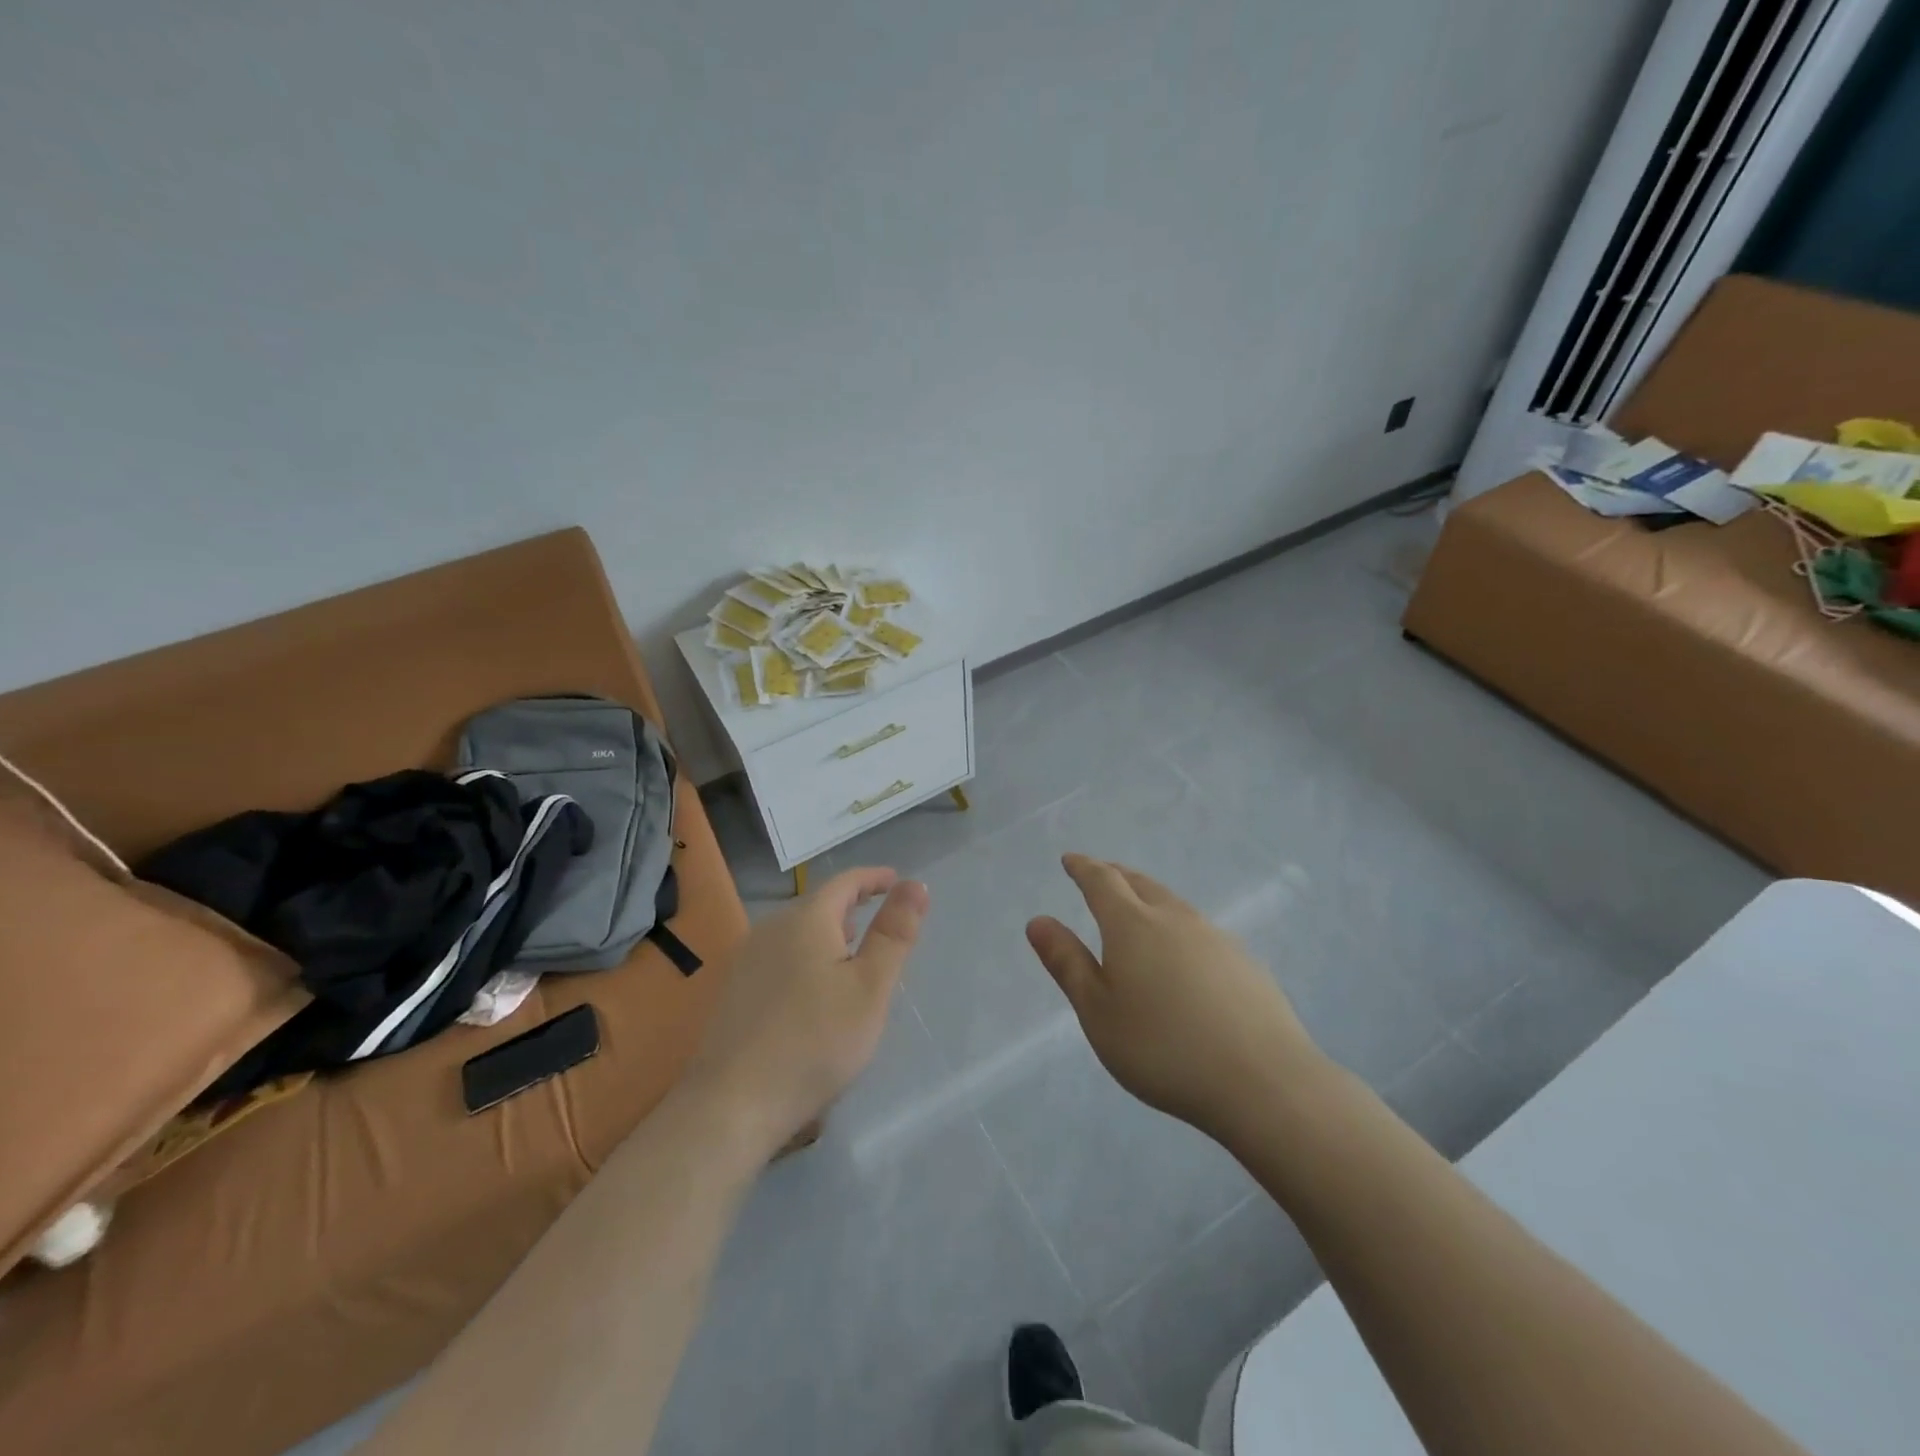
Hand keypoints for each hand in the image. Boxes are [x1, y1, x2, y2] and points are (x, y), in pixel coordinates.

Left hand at [684, 867, 927, 1157]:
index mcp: (806, 919)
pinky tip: (814, 989)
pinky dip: (807, 955)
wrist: (732, 1104)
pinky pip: (780, 955)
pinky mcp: (734, 990)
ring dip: (829, 932)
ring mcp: (747, 959)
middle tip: (881, 921)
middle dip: (852, 906)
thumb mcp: (870, 987)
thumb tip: (915, 884)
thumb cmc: (814, 1041)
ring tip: (853, 952)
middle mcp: (771, 927)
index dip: (874, 878)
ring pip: (797, 931)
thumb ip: (894, 933)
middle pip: (818, 904)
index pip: (845, 882)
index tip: (898, 882)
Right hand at [1026, 854, 1325, 1142]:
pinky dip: (1178, 926)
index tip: (1070, 860)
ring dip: (1149, 897)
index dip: (1083, 868)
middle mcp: (1174, 918)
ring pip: (1173, 904)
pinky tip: (1183, 953)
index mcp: (1132, 925)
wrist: (1263, 1081)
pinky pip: (1199, 930)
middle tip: (1100, 874)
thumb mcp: (1098, 1011)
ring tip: (1138, 907)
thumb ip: (1067, 963)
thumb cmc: (1163, 1048)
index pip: (1102, 881)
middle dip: (1115, 875)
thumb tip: (1038, 921)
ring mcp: (1215, 937)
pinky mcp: (1244, 962)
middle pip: (1140, 884)